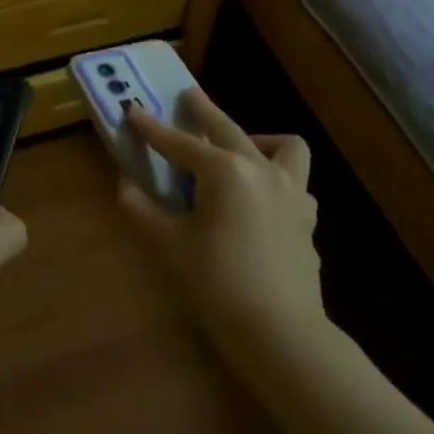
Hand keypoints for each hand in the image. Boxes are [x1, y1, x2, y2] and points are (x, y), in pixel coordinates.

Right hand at [121, 90, 325, 352]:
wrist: (282, 335)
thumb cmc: (218, 284)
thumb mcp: (168, 246)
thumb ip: (142, 210)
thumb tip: (126, 186)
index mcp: (224, 171)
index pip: (178, 142)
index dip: (152, 128)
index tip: (133, 111)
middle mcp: (261, 170)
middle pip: (228, 128)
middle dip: (203, 111)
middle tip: (187, 97)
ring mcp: (291, 194)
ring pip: (285, 147)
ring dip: (259, 140)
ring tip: (239, 149)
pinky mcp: (306, 221)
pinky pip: (296, 185)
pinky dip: (278, 180)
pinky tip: (262, 198)